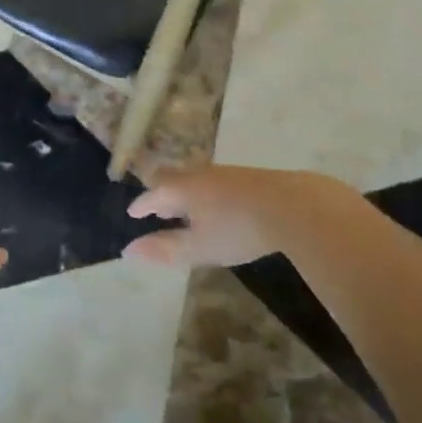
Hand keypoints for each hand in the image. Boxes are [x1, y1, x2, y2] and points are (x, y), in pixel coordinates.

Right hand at [124, 166, 360, 267]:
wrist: (293, 205)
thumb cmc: (239, 229)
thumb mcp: (200, 247)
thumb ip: (165, 249)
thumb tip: (128, 250)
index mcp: (181, 189)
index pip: (152, 195)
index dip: (140, 206)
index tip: (132, 213)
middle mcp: (197, 175)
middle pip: (170, 178)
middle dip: (160, 192)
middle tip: (155, 207)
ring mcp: (223, 172)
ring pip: (192, 178)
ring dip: (182, 191)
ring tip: (183, 207)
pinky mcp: (245, 176)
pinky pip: (211, 180)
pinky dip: (202, 191)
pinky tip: (215, 204)